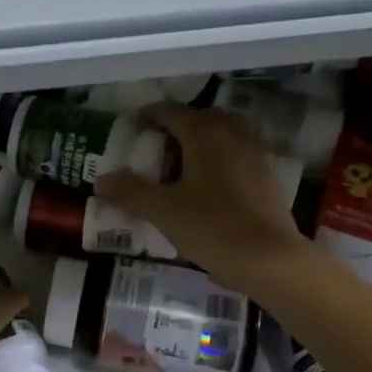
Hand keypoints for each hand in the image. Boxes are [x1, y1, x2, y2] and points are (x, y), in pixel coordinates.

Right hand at [96, 102, 314, 295]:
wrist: (270, 259)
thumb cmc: (212, 227)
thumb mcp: (163, 211)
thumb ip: (131, 192)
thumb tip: (101, 181)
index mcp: (205, 134)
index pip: (171, 111)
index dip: (148, 116)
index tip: (132, 127)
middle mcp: (233, 135)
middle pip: (200, 119)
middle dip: (176, 128)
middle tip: (154, 147)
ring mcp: (255, 155)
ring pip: (222, 136)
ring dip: (200, 143)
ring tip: (179, 167)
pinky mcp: (267, 178)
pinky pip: (237, 157)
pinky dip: (219, 162)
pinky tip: (207, 187)